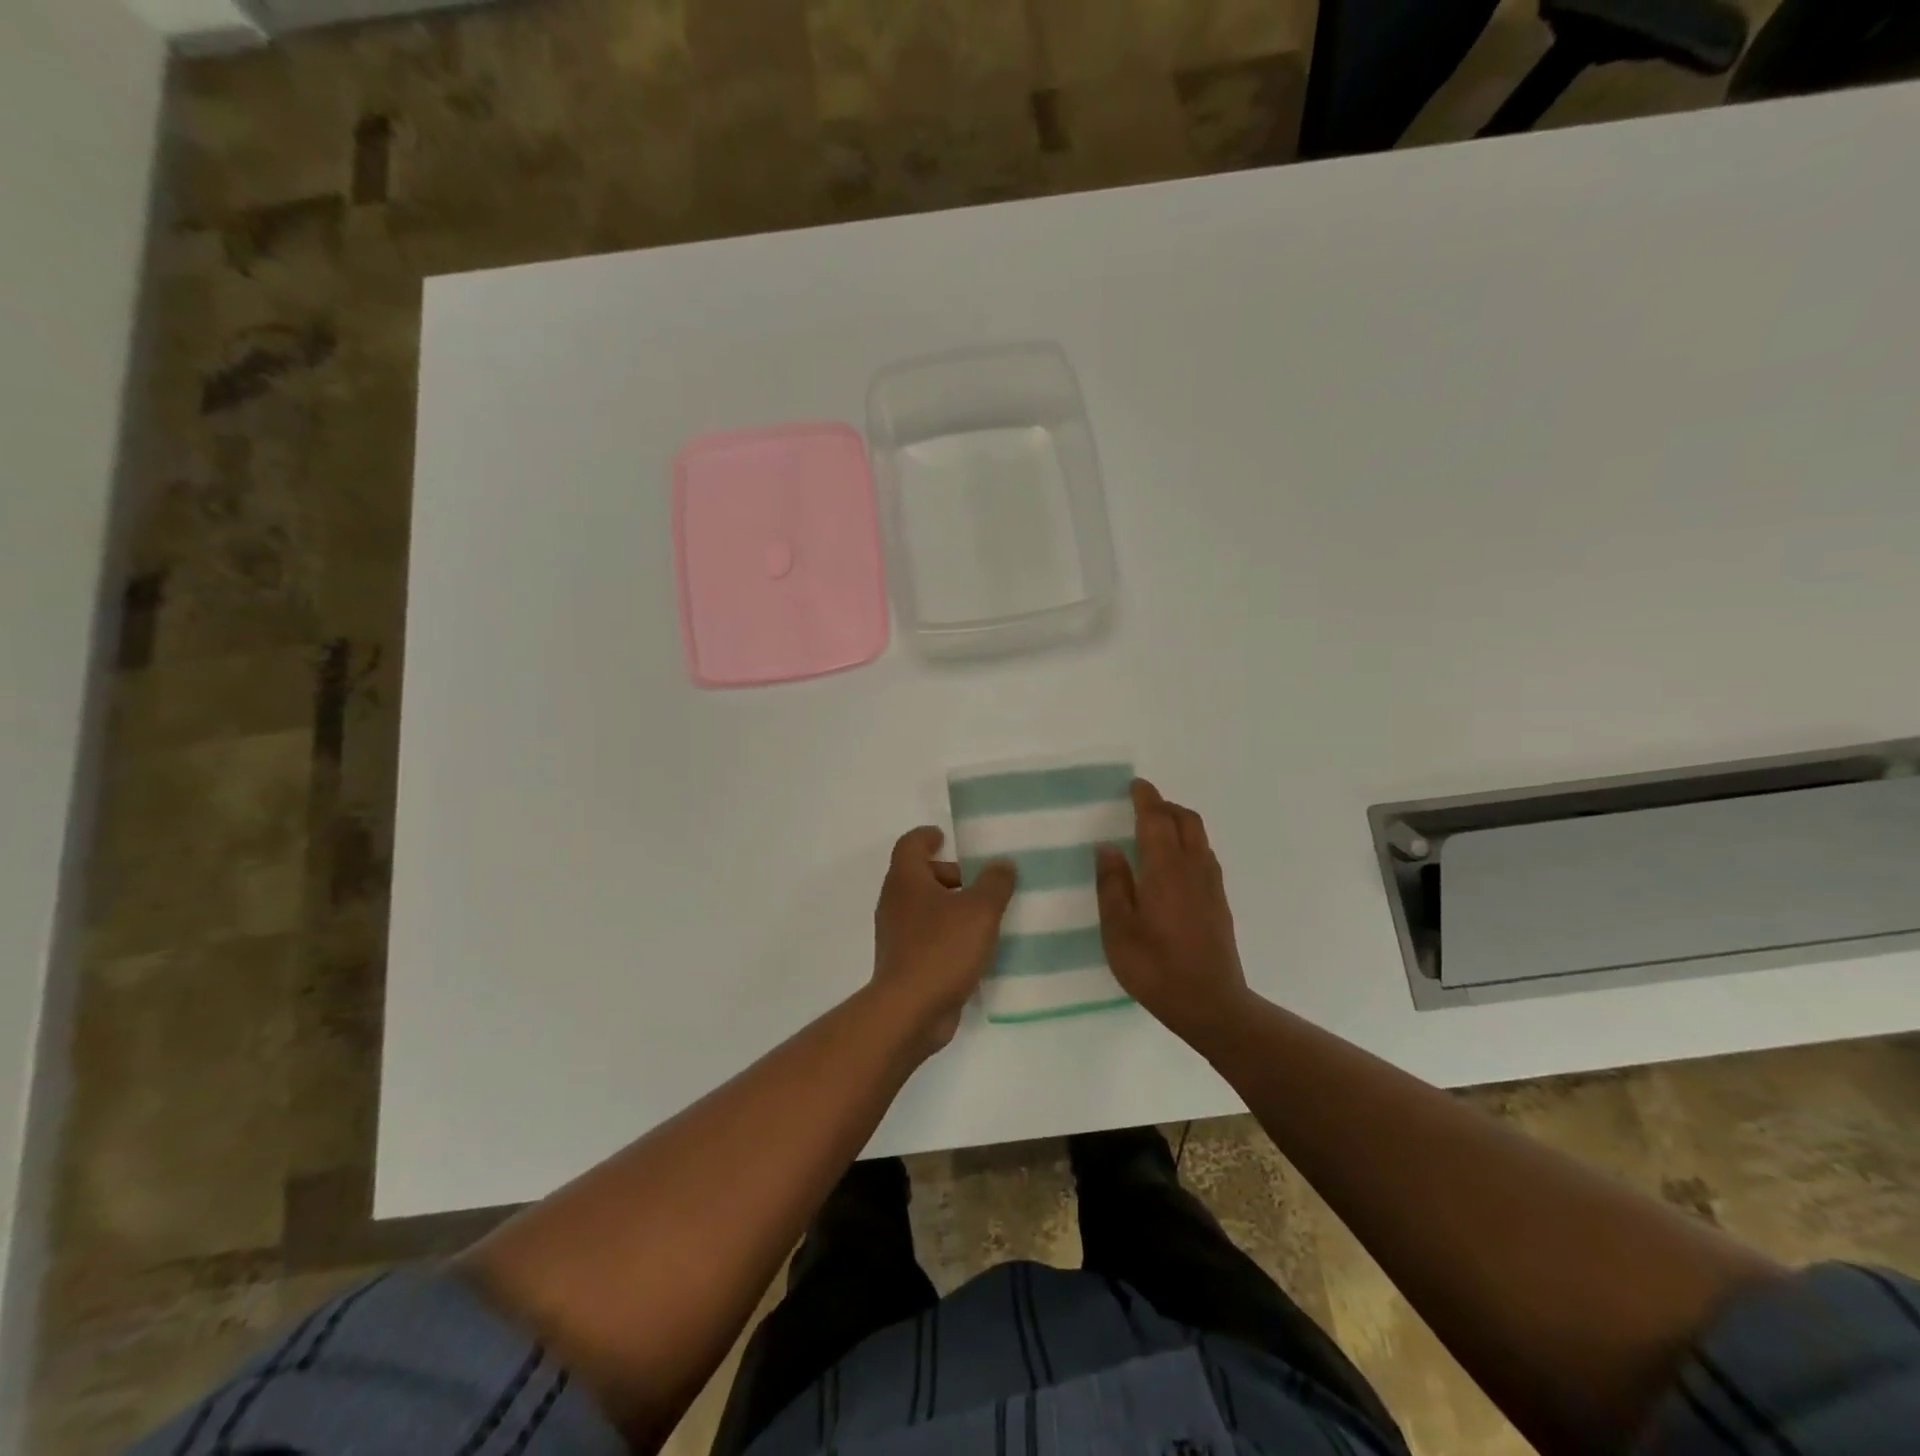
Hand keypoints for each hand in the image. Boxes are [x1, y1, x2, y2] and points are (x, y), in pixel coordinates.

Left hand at [871, 827, 1016, 1056]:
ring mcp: (896, 935)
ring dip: (951, 907)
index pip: (910, 844)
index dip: (927, 836)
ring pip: (924, 908)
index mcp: (906, 880)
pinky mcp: (903, 963)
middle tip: (980, 882)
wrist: (910, 1010)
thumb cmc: (942, 948)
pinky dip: (947, 934)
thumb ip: (995, 883)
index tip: (945, 837)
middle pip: (919, 876)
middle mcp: (895, 902)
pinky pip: (927, 937)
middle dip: (949, 875)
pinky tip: (975, 949)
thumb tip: (1002, 864)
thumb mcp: (980, 910)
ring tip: (985, 916)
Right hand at [1096, 779, 1251, 1046]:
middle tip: (1143, 805)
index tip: (1135, 785)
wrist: (1210, 1005)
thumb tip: (1108, 847)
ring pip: (1199, 837)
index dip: (1146, 799)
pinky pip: (1205, 855)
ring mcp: (1211, 885)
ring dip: (1179, 822)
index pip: (1157, 821)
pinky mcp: (1219, 902)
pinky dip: (1189, 843)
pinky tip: (1174, 863)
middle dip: (1165, 806)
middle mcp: (1193, 869)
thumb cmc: (1155, 967)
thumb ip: (1112, 885)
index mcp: (1165, 870)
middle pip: (1186, 821)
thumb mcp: (1118, 930)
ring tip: (1156, 829)